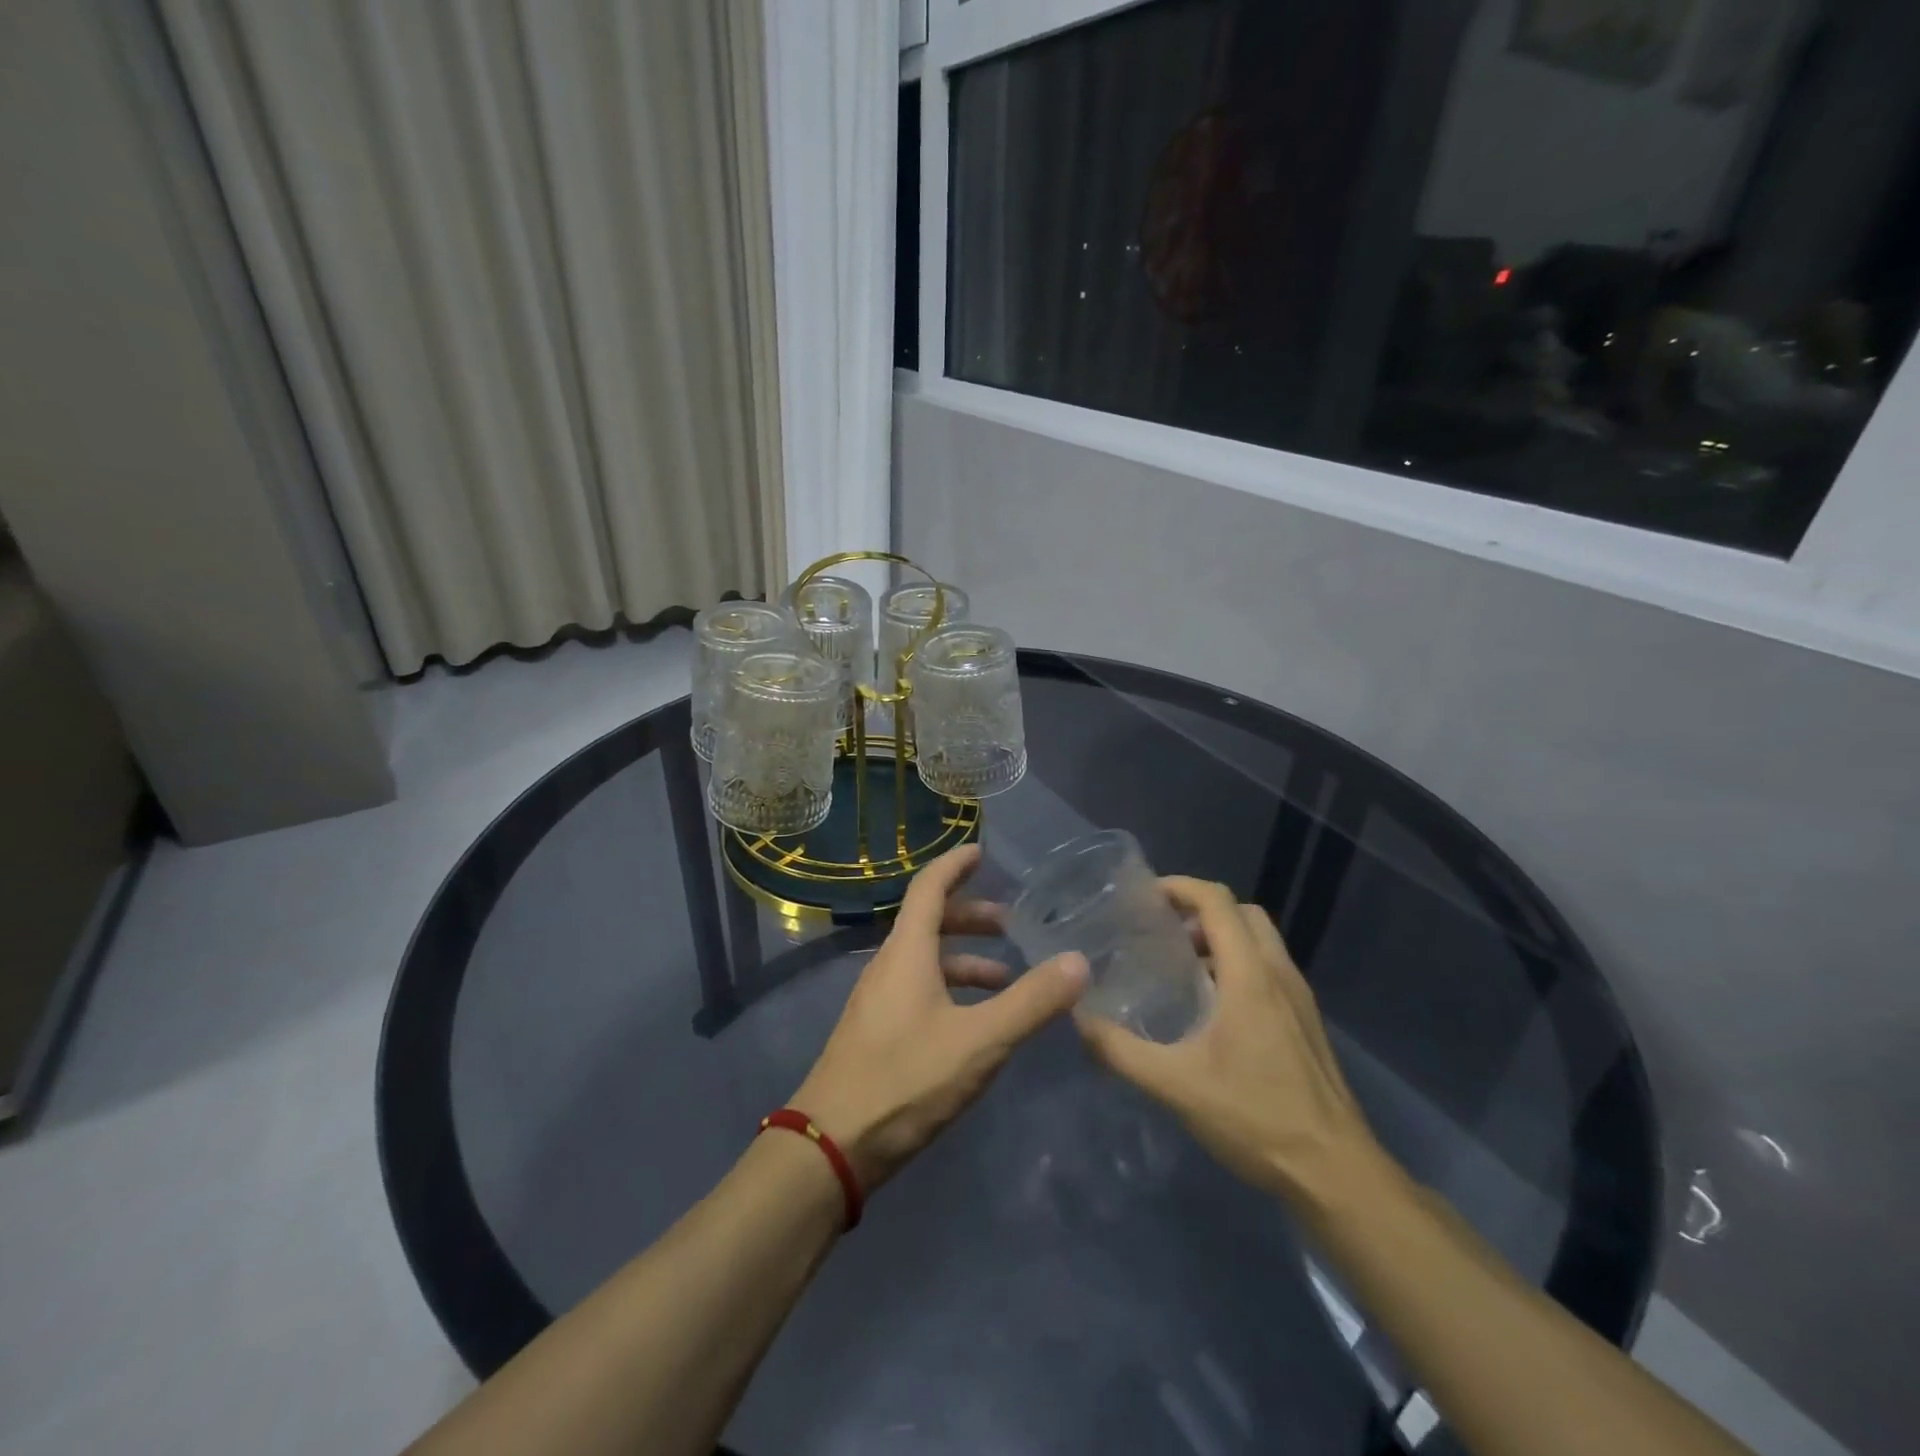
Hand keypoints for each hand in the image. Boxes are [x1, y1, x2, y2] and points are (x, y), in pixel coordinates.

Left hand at [793, 844, 1088, 1190]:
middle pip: (929, 922)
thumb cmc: (905, 1080)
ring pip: (925, 960)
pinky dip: (951, 988)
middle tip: (1011, 926)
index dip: (955, 865)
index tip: (981, 852)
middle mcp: (888, 965)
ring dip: (965, 959)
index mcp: (907, 952)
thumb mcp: (979, 1041)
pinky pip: (918, 988)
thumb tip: (1078, 961)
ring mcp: (878, 999)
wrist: (831, 1145)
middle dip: (972, 917)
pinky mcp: (876, 1031)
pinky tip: (975, 1022)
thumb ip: (1031, 1002)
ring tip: (1007, 979)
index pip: (929, 888)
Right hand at [1076, 877, 1380, 1204]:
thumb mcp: (1175, 1085)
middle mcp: (1279, 973)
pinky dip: (1239, 963)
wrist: (1336, 1174)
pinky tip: (1213, 1006)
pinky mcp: (1306, 1021)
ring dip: (1222, 937)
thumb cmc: (1255, 1118)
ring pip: (1261, 940)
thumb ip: (1120, 1051)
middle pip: (1243, 912)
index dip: (1181, 887)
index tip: (1145, 896)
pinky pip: (1270, 968)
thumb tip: (1079, 1020)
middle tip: (1163, 931)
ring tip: (1181, 965)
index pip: (1217, 902)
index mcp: (1250, 974)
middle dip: (1202, 910)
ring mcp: (1299, 997)